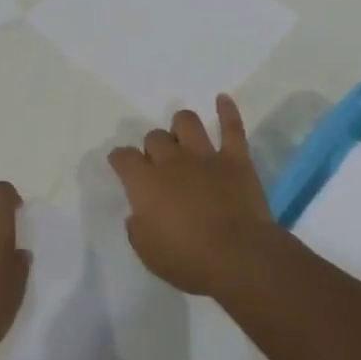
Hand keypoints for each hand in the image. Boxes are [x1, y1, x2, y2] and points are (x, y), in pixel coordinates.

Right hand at [108, 95, 274, 295]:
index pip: (123, 158)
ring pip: (187, 122)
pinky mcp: (236, 159)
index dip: (120, 159)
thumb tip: (138, 215)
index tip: (122, 165)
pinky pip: (232, 127)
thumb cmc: (189, 260)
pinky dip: (227, 110)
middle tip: (158, 164)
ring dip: (181, 126)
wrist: (240, 257)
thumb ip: (138, 228)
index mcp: (145, 183)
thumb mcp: (148, 253)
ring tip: (182, 136)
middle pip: (154, 138)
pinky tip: (223, 99)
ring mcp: (205, 156)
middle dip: (153, 148)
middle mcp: (171, 161)